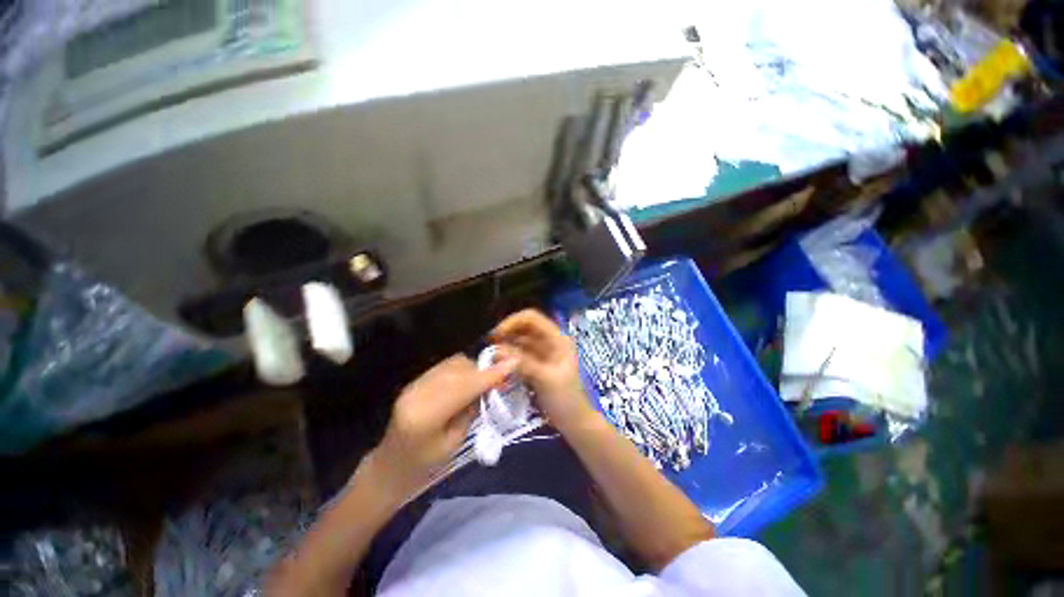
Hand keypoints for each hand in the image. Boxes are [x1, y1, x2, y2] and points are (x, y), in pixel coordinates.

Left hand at [370, 355, 515, 501]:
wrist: (389, 468)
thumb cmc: (424, 466)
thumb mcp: (455, 442)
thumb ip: (472, 409)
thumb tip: (491, 384)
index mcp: (426, 415)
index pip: (465, 386)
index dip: (491, 374)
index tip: (513, 363)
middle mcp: (417, 393)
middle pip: (458, 369)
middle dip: (482, 370)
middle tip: (499, 379)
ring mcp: (414, 384)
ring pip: (452, 363)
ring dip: (471, 369)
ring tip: (481, 383)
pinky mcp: (415, 381)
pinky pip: (444, 367)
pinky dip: (460, 370)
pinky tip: (465, 383)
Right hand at [492, 310, 596, 431]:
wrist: (574, 422)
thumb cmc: (566, 399)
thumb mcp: (545, 379)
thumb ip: (523, 363)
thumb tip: (497, 350)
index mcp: (557, 338)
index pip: (532, 318)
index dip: (513, 322)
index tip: (496, 335)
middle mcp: (549, 341)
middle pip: (524, 327)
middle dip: (507, 333)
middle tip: (489, 345)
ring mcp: (542, 353)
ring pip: (520, 341)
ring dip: (506, 345)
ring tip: (491, 355)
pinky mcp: (535, 364)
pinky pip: (519, 354)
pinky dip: (508, 356)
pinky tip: (498, 363)